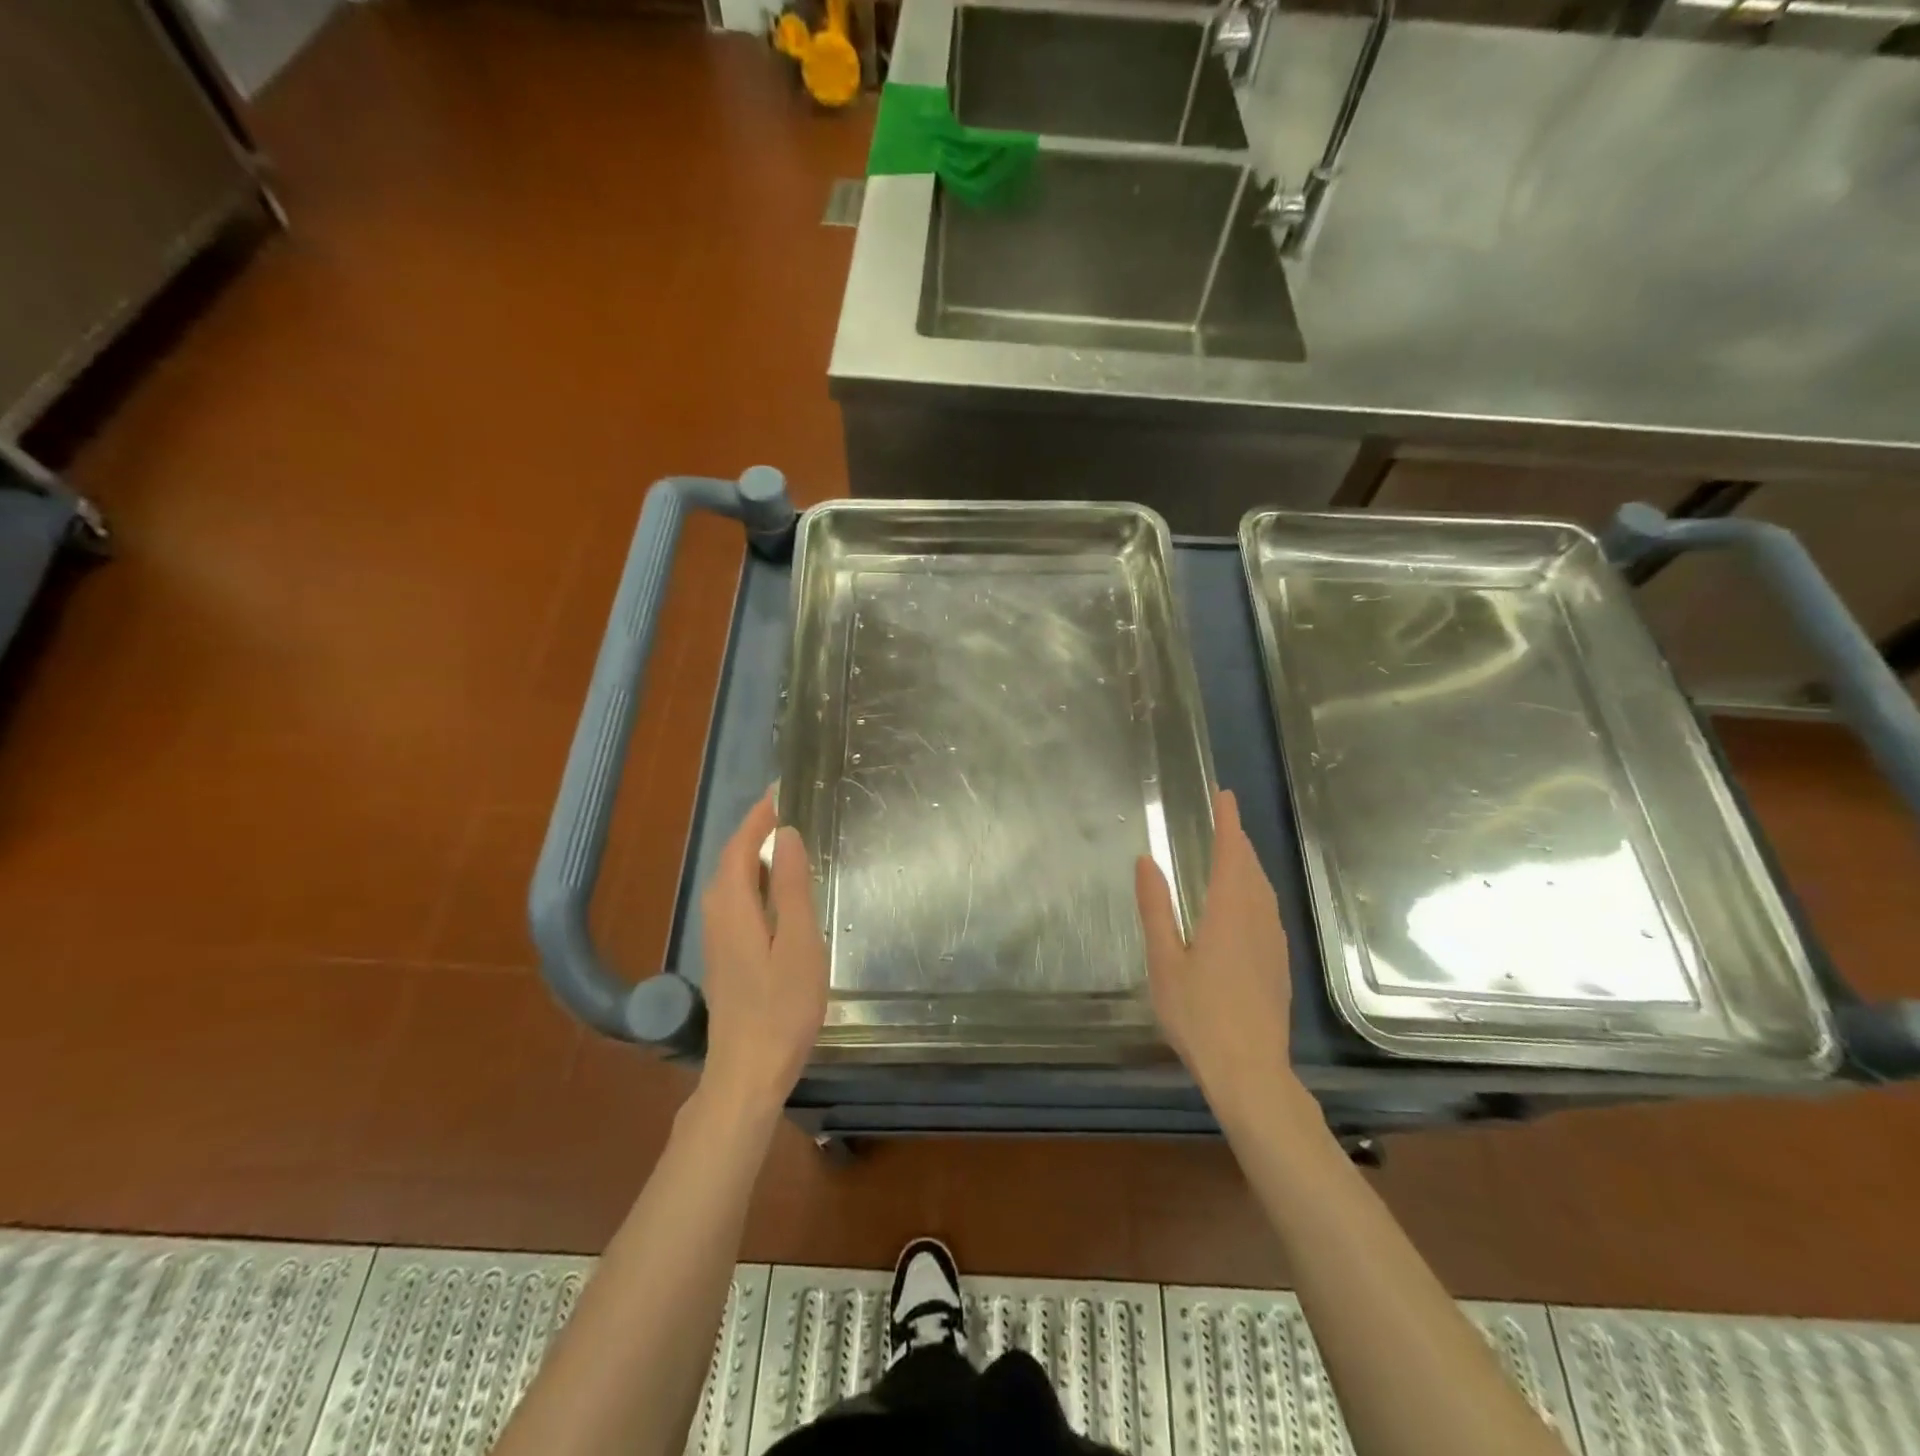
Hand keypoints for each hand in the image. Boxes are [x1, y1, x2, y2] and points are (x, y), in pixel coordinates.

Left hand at [698, 791, 829, 1117]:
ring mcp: (717, 940)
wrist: (747, 1072)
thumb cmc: (782, 1007)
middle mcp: (718, 916)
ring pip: (730, 883)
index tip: (779, 791)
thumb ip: (793, 887)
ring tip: (781, 840)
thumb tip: (786, 835)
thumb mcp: (799, 942)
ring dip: (751, 855)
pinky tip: (773, 892)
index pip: (741, 846)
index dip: (757, 817)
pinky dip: (752, 881)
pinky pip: (734, 902)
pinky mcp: (725, 958)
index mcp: (734, 906)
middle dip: (753, 831)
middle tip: (783, 810)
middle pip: (731, 861)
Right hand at [1136, 789, 1295, 1121]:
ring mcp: (1273, 943)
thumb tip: (1147, 860)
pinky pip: (1269, 911)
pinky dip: (1256, 891)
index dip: (1227, 822)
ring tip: (1234, 854)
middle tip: (1224, 820)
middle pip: (1251, 868)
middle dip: (1238, 840)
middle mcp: (1257, 920)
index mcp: (1228, 912)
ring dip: (1249, 865)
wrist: (1250, 1071)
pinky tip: (1247, 905)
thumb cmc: (1198, 1015)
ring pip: (1264, 890)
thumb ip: (1156, 908)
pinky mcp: (1279, 964)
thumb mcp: (1165, 961)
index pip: (1230, 853)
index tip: (1225, 796)